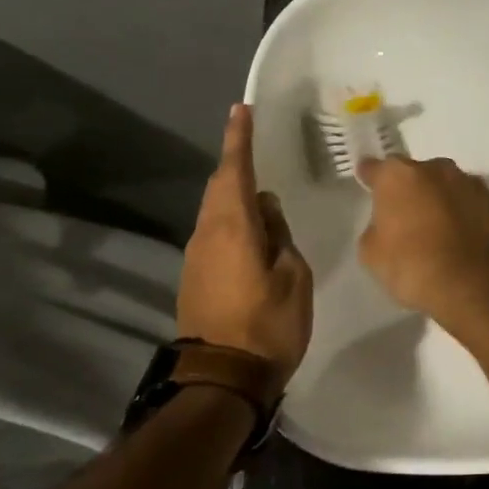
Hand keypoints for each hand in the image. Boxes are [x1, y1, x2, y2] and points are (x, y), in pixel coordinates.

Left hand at [177, 105, 313, 390]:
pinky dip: (232, 218)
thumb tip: (267, 209)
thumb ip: (280, 235)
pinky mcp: (196, 277)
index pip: (234, 171)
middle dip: (236, 163)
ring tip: (261, 187)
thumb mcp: (293, 275)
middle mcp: (206, 235)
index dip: (239, 139)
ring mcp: (197, 257)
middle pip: (219, 188)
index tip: (241, 109)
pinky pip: (215, 232)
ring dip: (234, 193)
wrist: (222, 379)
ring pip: (215, 211)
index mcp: (232, 228)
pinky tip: (253, 228)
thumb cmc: (268, 324)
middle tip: (254, 143)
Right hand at [355, 156, 488, 338]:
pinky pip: (477, 206)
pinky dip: (472, 217)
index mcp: (400, 177)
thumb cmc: (415, 268)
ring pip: (452, 187)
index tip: (369, 183)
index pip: (377, 169)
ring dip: (445, 202)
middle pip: (419, 174)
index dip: (371, 178)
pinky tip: (470, 241)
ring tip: (443, 232)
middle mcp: (439, 170)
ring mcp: (474, 184)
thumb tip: (388, 225)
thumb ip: (377, 229)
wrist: (479, 286)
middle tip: (409, 217)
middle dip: (414, 190)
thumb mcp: (373, 255)